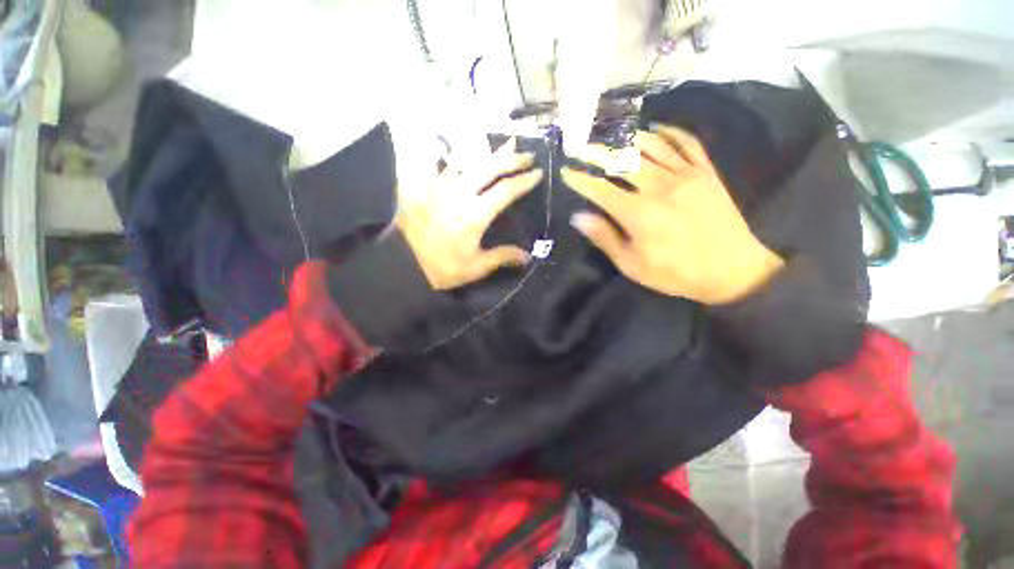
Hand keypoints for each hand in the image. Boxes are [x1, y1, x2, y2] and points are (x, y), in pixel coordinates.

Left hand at [396, 141, 543, 289]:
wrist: (402, 263)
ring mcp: (441, 186)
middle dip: (511, 159)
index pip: (506, 191)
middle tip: (527, 155)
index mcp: (476, 214)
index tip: (538, 173)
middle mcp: (460, 193)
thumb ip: (503, 257)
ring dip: (488, 151)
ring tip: (504, 143)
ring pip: (468, 160)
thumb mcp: (476, 267)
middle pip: (490, 168)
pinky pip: (440, 162)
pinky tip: (459, 144)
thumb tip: (528, 257)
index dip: (524, 181)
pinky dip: (450, 152)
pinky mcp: (426, 187)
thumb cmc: (442, 268)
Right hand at [562, 126, 783, 304]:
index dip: (580, 179)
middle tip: (581, 146)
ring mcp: (686, 175)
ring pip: (652, 145)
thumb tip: (579, 217)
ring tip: (612, 134)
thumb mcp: (632, 265)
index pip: (600, 189)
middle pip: (623, 161)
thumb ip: (605, 238)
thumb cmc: (675, 273)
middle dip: (597, 152)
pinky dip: (670, 132)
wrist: (732, 271)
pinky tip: (656, 128)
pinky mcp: (707, 172)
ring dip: (628, 137)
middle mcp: (660, 187)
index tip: (566, 171)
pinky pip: (687, 143)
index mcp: (638, 213)